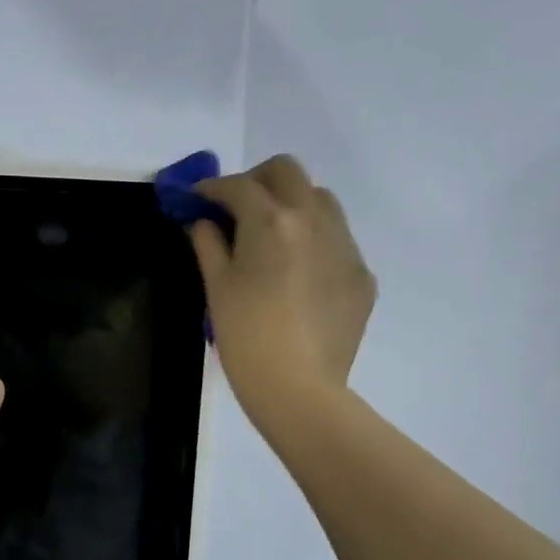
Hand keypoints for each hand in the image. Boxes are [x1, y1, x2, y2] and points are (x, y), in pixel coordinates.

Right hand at [191, 155, 375, 445]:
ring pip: (320, 199)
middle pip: (287, 172)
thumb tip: (204, 223)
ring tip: (271, 236)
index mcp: (271, 221)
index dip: (211, 188)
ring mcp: (345, 246)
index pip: (238, 186)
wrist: (299, 388)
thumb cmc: (245, 336)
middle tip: (235, 207)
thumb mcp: (217, 288)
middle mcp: (314, 220)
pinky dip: (313, 241)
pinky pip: (337, 239)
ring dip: (290, 204)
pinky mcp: (361, 274)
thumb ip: (209, 244)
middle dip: (256, 180)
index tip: (197, 198)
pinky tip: (297, 275)